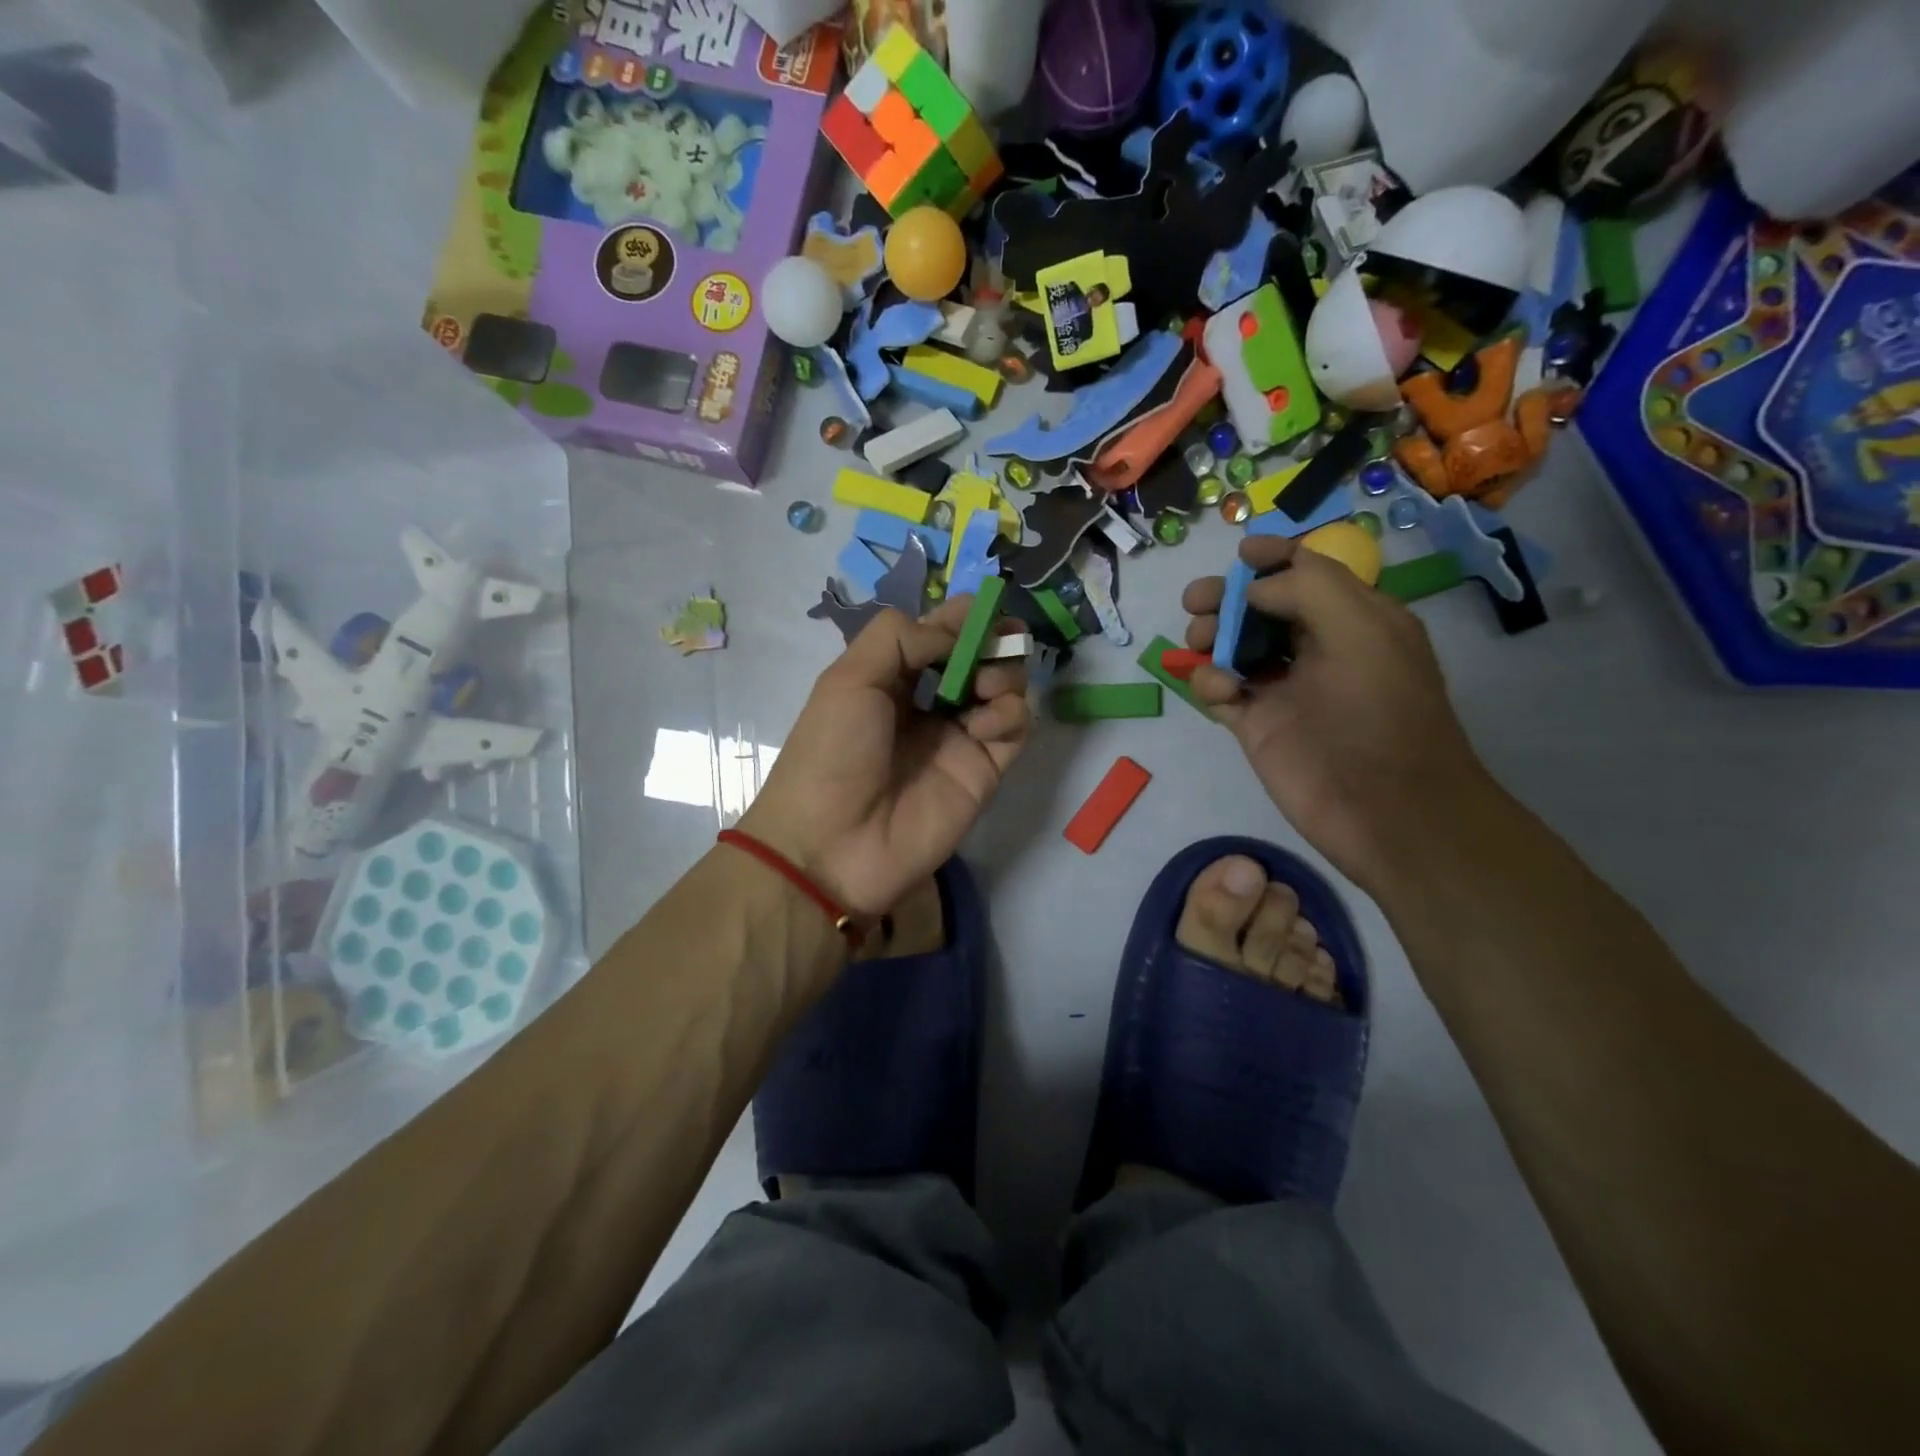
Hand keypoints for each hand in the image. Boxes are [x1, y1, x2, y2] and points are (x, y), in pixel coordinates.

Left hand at [739, 597, 1029, 915]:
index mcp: (892, 679)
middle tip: (1001, 637)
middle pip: (978, 658)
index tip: (985, 605)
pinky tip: (985, 721)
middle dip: (993, 640)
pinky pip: (1013, 729)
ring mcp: (959, 738)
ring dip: (1004, 672)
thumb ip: (902, 638)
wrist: (832, 844)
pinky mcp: (984, 771)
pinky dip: (1010, 713)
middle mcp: (930, 704)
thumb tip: (956, 628)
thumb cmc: (832, 752)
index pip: (939, 636)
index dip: (963, 618)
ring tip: (983, 683)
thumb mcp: (850, 678)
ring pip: (1004, 689)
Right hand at [1182, 535, 1496, 892]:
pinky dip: (1209, 682)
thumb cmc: (1380, 712)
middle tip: (1197, 602)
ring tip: (1200, 644)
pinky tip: (1219, 690)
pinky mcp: (1255, 725)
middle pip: (1259, 607)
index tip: (1239, 554)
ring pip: (1232, 646)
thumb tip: (1252, 589)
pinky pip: (1220, 690)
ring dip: (1210, 636)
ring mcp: (1283, 688)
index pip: (1308, 573)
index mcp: (1355, 619)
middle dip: (1226, 597)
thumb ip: (1308, 588)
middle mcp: (1317, 647)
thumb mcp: (1362, 630)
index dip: (1273, 558)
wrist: (1383, 808)